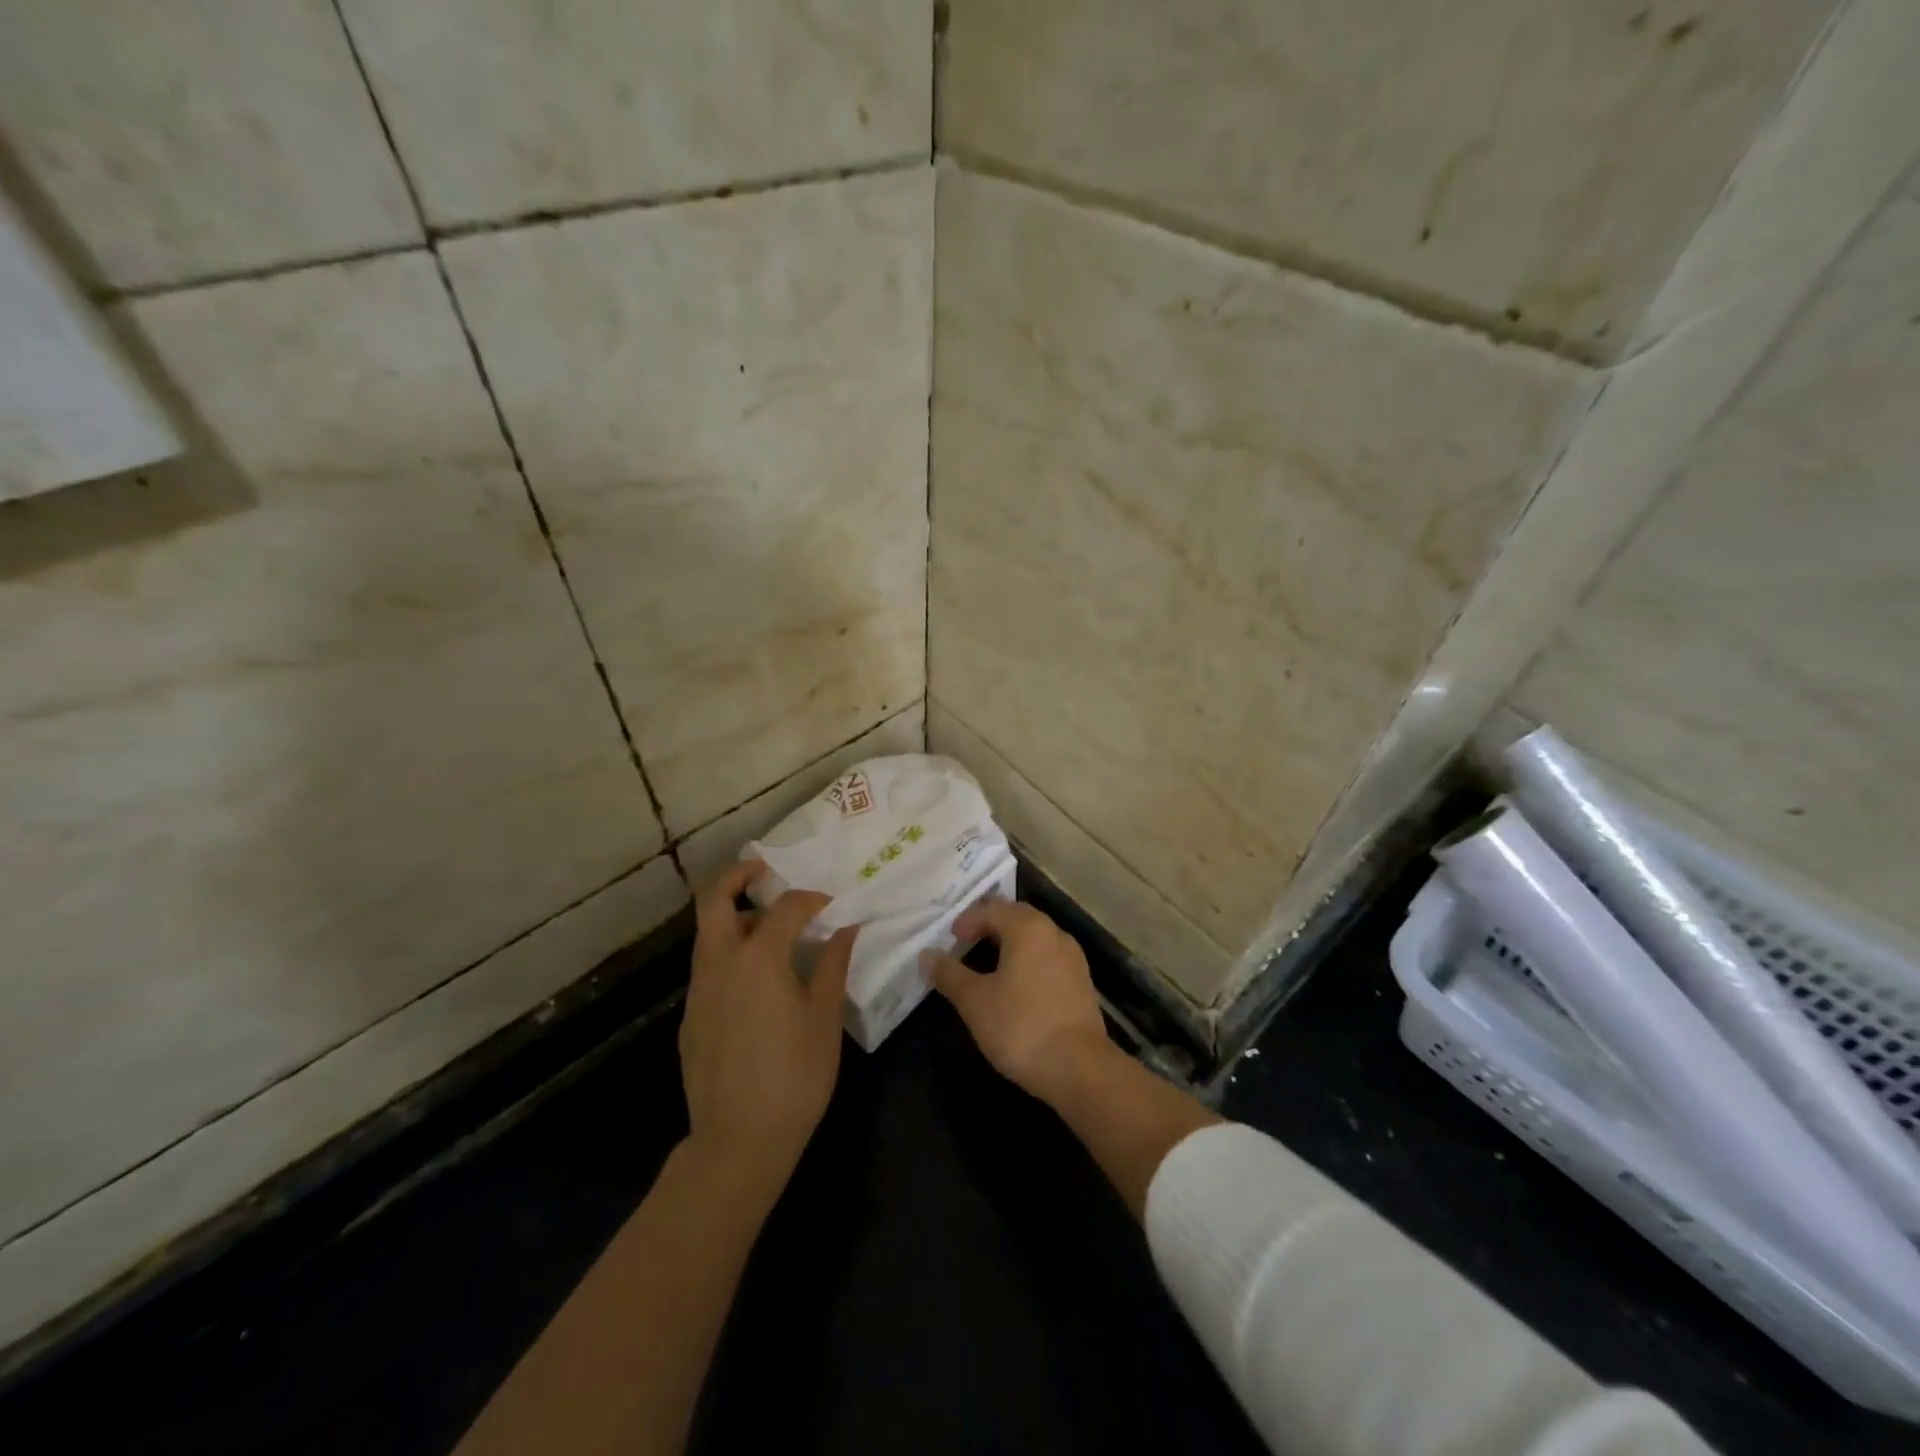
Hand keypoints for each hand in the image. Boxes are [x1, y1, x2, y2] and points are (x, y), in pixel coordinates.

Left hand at [679, 861, 854, 1195]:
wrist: (738, 1141)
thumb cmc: (794, 1077)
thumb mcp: (824, 1019)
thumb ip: (834, 965)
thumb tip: (847, 928)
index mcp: (758, 958)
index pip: (785, 908)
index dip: (811, 899)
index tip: (831, 904)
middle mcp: (720, 963)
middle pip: (714, 900)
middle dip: (738, 876)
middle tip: (766, 872)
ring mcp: (699, 990)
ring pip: (707, 933)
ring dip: (733, 916)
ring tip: (768, 925)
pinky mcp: (691, 1016)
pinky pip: (708, 966)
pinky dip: (728, 952)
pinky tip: (757, 979)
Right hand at [922, 899, 1113, 1103]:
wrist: (1079, 1068)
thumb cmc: (1020, 1027)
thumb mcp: (975, 1001)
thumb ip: (949, 974)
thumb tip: (927, 955)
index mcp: (1028, 928)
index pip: (992, 909)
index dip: (967, 920)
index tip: (949, 939)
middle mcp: (1054, 933)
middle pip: (1017, 917)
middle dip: (990, 925)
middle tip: (966, 942)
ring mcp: (1073, 957)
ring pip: (1036, 937)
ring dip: (1010, 943)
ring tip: (988, 963)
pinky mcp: (1082, 982)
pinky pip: (1048, 958)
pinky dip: (1028, 961)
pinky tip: (1016, 985)